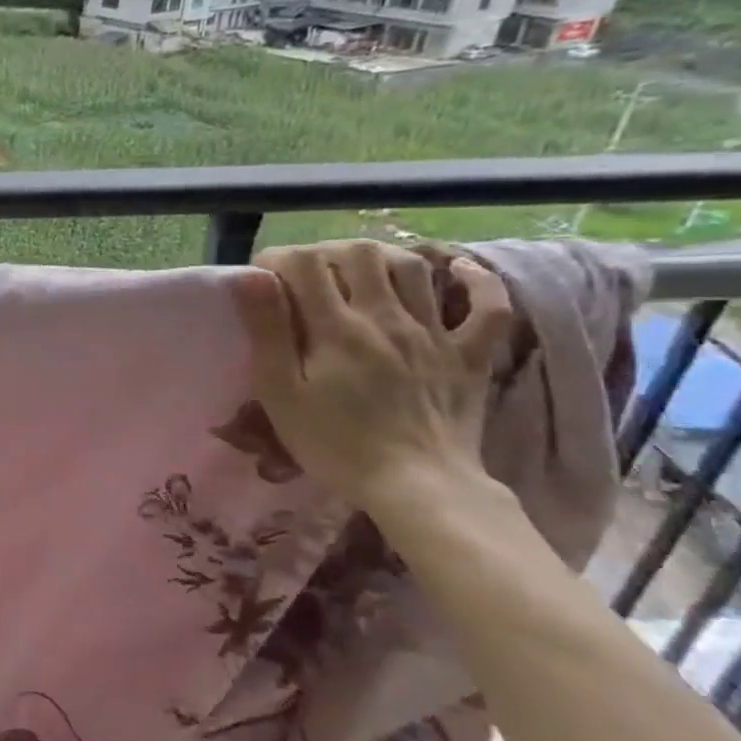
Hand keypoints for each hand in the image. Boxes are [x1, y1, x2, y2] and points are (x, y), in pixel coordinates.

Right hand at [231, 240, 513, 511]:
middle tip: (309, 274)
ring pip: (414, 268)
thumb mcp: (281, 392)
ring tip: (361, 273)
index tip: (263, 277)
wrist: (417, 488)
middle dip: (327, 252)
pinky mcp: (470, 355)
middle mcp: (387, 317)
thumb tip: (252, 277)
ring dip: (382, 258)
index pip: (304, 264)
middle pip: (360, 254)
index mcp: (336, 328)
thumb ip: (268, 331)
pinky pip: (488, 306)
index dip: (278, 259)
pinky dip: (476, 281)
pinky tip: (456, 270)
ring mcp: (435, 333)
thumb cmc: (334, 443)